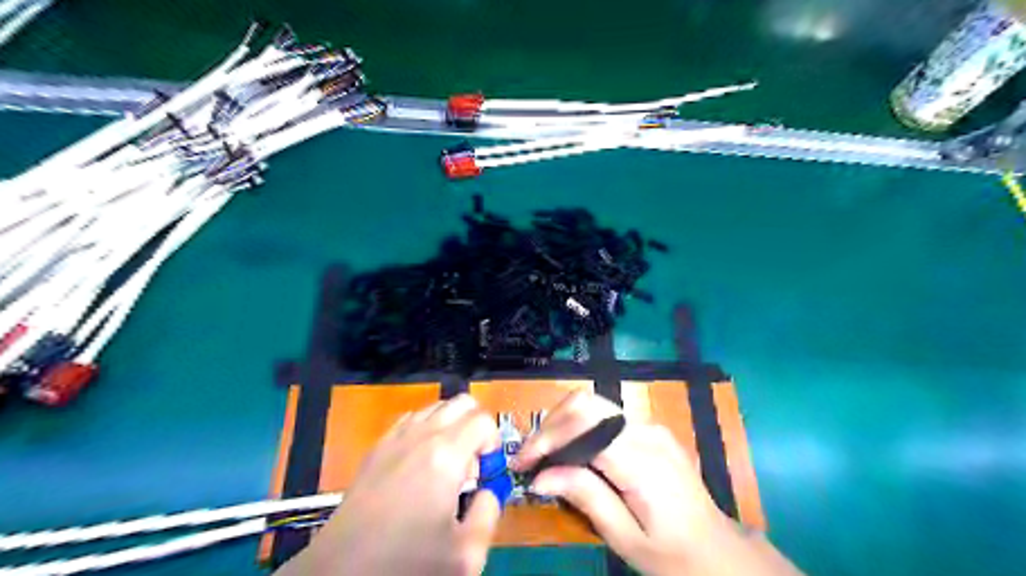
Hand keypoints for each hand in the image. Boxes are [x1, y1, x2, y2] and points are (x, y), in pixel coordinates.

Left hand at [280, 393, 504, 574]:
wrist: (341, 573)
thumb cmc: (406, 563)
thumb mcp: (465, 554)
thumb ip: (490, 512)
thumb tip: (488, 491)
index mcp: (445, 455)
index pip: (483, 421)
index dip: (493, 445)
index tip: (485, 474)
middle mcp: (420, 435)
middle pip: (461, 403)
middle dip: (475, 427)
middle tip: (470, 467)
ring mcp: (394, 438)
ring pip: (435, 408)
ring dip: (451, 427)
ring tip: (446, 467)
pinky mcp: (375, 448)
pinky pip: (410, 420)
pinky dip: (425, 430)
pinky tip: (419, 465)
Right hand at [514, 387, 747, 574]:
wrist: (718, 550)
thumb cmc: (672, 554)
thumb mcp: (626, 538)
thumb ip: (585, 498)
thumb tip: (540, 476)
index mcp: (642, 460)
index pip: (583, 426)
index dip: (546, 439)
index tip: (520, 463)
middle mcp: (646, 431)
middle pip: (585, 404)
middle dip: (549, 425)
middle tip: (529, 457)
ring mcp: (650, 426)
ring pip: (592, 404)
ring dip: (561, 424)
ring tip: (543, 455)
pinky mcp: (649, 429)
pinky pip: (605, 416)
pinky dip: (578, 427)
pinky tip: (569, 452)